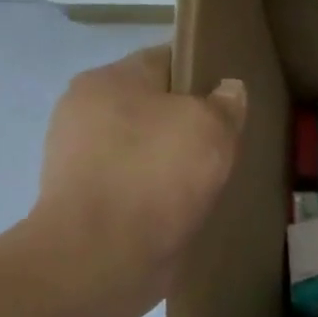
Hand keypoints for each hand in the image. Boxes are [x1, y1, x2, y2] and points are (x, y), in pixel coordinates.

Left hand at [29, 45, 245, 308]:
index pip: (165, 59)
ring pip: (147, 149)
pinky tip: (189, 205)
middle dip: (191, 121)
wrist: (102, 257)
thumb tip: (228, 91)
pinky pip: (138, 186)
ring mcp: (82, 161)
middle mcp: (86, 114)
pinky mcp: (89, 204)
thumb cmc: (156, 174)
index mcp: (107, 81)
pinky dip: (162, 193)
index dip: (204, 70)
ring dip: (177, 161)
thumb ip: (225, 102)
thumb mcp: (210, 125)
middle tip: (232, 138)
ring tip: (215, 176)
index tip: (234, 94)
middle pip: (154, 106)